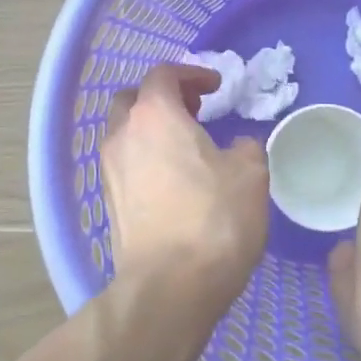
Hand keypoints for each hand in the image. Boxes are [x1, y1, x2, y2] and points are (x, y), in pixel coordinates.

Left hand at [100, 63, 268, 311]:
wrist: (170, 286)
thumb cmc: (213, 218)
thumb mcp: (250, 173)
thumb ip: (245, 146)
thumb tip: (236, 146)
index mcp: (154, 115)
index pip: (163, 74)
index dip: (191, 73)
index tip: (215, 86)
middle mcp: (123, 135)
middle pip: (133, 99)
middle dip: (162, 97)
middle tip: (194, 111)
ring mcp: (110, 170)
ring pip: (125, 133)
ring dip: (152, 129)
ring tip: (186, 147)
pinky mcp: (110, 203)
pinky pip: (125, 164)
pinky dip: (146, 158)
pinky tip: (174, 181)